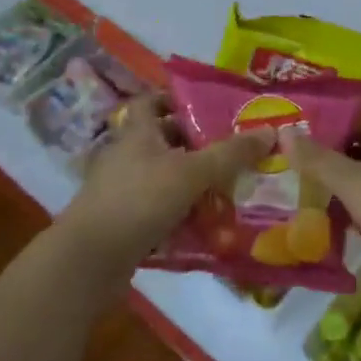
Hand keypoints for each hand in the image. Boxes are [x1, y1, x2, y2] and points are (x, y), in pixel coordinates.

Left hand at [56, 103, 272, 280]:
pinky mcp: (121, 223)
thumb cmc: (139, 200)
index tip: (207, 106)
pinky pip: (156, 210)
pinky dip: (179, 215)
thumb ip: (230, 154)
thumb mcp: (191, 172)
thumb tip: (271, 131)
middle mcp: (126, 155)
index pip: (153, 101)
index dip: (176, 98)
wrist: (88, 261)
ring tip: (226, 189)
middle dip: (194, 144)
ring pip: (162, 177)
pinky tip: (205, 226)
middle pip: (162, 140)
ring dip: (189, 182)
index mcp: (138, 132)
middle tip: (230, 150)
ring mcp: (120, 191)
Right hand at [288, 122, 360, 313]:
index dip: (331, 123)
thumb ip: (320, 160)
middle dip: (325, 160)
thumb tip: (285, 131)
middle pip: (357, 158)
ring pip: (360, 192)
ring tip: (291, 195)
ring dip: (333, 194)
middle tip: (284, 164)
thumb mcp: (355, 182)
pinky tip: (319, 231)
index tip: (296, 128)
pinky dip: (346, 223)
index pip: (359, 124)